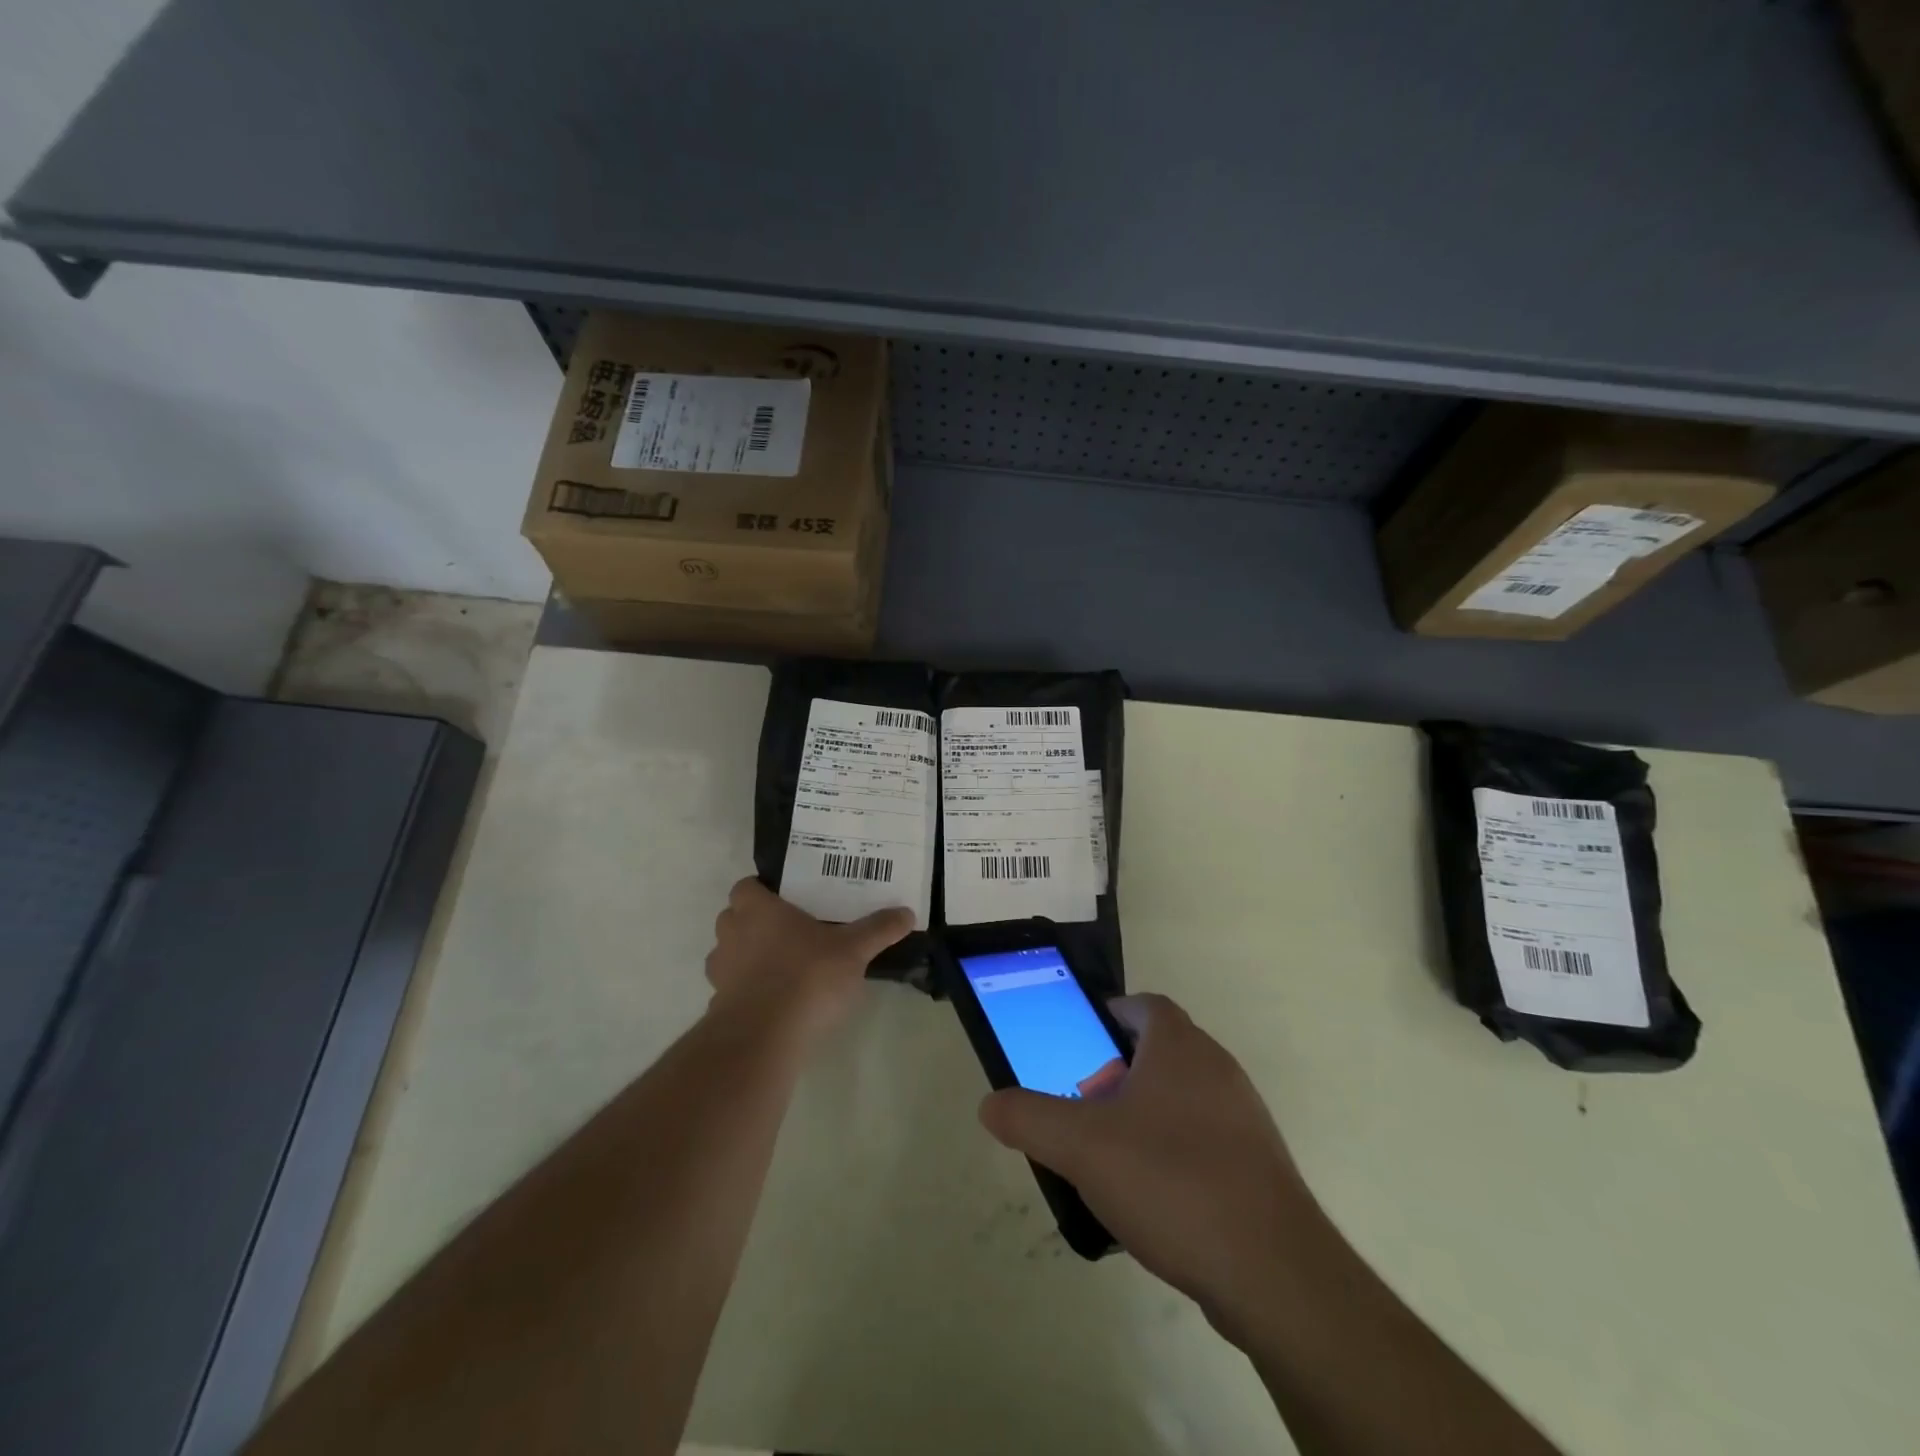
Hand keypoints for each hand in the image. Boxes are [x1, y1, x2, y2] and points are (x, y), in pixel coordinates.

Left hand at [705, 879, 912, 1040]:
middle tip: (789, 930)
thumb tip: (907, 913)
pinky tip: (775, 1002)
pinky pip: (732, 989)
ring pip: (728, 954)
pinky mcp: (720, 1007)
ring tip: (782, 966)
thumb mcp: (853, 950)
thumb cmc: (807, 976)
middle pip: (733, 918)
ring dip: (747, 957)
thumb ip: (878, 930)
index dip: (761, 890)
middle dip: (754, 922)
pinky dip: (748, 991)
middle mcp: (732, 934)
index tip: (786, 899)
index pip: (745, 887)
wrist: (765, 1037)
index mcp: (759, 910)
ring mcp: (721, 972)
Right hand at [978, 993, 1314, 1337]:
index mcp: (1179, 1046)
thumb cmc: (1172, 1181)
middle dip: (1118, 1071)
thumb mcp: (1082, 1147)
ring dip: (1145, 1115)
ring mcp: (1244, 1118)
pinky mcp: (1258, 1166)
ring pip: (1182, 1098)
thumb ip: (1030, 1119)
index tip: (1079, 1044)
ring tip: (1109, 1155)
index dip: (1110, 1014)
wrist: (1274, 1273)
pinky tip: (1151, 1198)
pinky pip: (1204, 1140)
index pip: (1144, 1005)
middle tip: (1083, 1104)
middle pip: (1160, 1051)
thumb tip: (990, 1104)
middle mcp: (1217, 1069)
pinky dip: (1173, 1152)